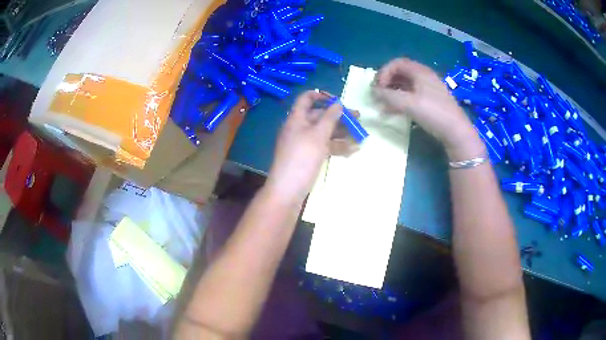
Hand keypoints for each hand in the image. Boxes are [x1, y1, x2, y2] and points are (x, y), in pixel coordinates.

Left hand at [265, 90, 358, 204]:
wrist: (288, 190)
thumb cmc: (302, 158)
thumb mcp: (318, 135)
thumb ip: (329, 118)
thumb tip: (338, 103)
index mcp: (297, 118)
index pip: (307, 99)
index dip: (321, 96)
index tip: (339, 100)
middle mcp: (300, 128)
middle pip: (320, 116)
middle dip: (339, 117)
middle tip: (358, 119)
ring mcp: (305, 143)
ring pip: (325, 133)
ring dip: (342, 133)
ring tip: (360, 136)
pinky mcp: (309, 157)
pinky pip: (324, 147)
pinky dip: (337, 147)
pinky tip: (353, 151)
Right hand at [372, 58, 483, 160]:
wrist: (457, 132)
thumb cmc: (434, 113)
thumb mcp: (409, 103)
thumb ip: (388, 96)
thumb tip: (373, 92)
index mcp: (420, 72)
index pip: (396, 63)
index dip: (384, 72)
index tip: (378, 87)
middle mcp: (424, 77)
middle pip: (400, 73)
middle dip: (386, 82)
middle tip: (378, 95)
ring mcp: (428, 89)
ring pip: (405, 85)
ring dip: (392, 93)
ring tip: (383, 105)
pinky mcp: (430, 101)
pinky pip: (411, 96)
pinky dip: (400, 100)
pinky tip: (393, 112)